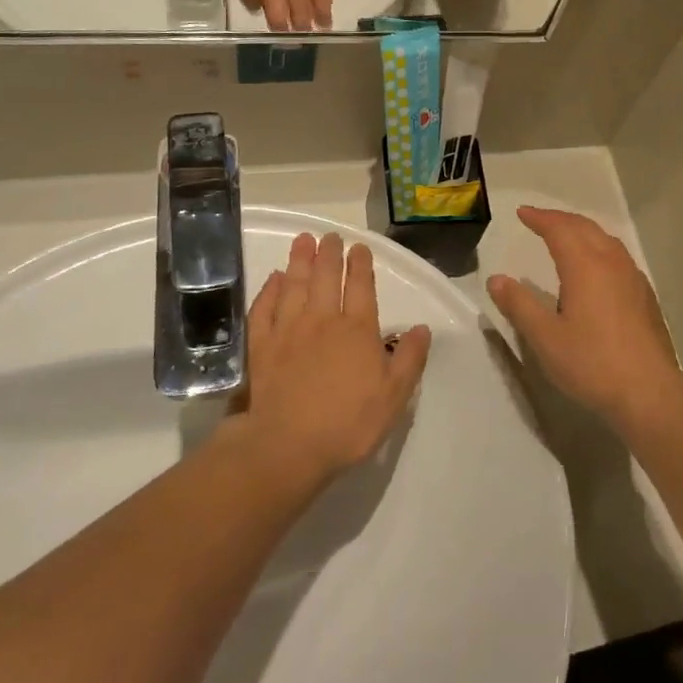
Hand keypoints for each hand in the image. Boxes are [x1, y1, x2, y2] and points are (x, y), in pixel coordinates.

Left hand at [239, 232, 430, 484]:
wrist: (287, 447)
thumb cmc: (348, 423)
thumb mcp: (394, 396)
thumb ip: (409, 358)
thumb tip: (421, 328)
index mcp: (357, 330)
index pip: (360, 286)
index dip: (360, 264)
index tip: (359, 247)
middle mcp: (322, 320)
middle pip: (325, 277)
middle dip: (329, 253)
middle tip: (329, 235)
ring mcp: (288, 331)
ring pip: (294, 285)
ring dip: (299, 260)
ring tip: (302, 241)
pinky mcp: (261, 347)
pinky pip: (264, 309)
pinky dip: (269, 290)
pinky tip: (273, 279)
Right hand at [486, 207, 682, 437]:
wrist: (649, 391)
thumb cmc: (592, 363)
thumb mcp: (545, 338)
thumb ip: (519, 305)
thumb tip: (496, 279)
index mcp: (585, 266)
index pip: (559, 229)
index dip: (540, 218)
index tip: (522, 213)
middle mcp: (611, 262)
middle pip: (585, 228)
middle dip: (560, 219)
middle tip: (540, 219)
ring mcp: (633, 277)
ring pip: (606, 240)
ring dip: (582, 231)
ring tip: (566, 236)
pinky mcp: (645, 295)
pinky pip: (619, 256)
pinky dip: (600, 248)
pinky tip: (597, 268)